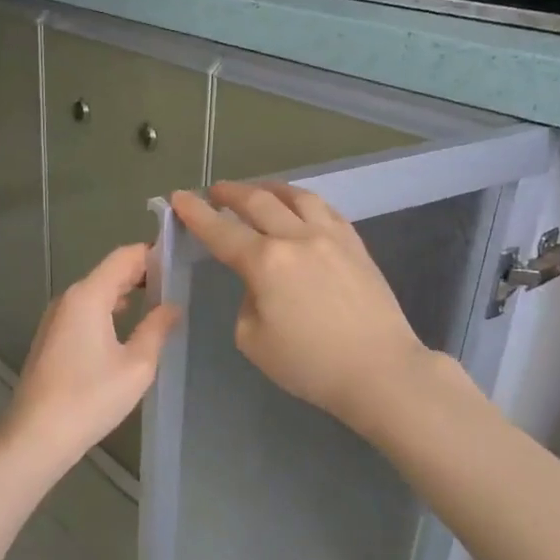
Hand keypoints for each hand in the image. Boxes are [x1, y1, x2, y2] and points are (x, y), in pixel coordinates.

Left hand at [0, 243, 180, 473]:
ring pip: (96, 292)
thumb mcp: (137, 365)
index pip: (124, 256)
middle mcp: (68, 299)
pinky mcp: (52, 339)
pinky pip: (85, 311)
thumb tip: (172, 306)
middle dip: (142, 273)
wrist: (36, 436)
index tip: (181, 259)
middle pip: (109, 272)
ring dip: (126, 293)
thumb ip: (156, 329)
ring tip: (159, 301)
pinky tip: (128, 326)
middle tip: (178, 281)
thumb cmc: (90, 398)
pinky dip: (109, 310)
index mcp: (88, 296)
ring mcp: (56, 319)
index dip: (153, 253)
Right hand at [170, 181, 432, 435]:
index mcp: (265, 262)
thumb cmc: (310, 365)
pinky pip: (326, 210)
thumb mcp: (254, 342)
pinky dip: (304, 201)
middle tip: (214, 191)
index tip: (179, 198)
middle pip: (258, 202)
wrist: (380, 370)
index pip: (221, 231)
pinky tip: (301, 207)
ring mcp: (331, 237)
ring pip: (296, 197)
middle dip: (230, 193)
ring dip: (270, 189)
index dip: (196, 214)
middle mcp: (296, 238)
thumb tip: (260, 286)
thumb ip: (247, 303)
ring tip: (258, 190)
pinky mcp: (356, 245)